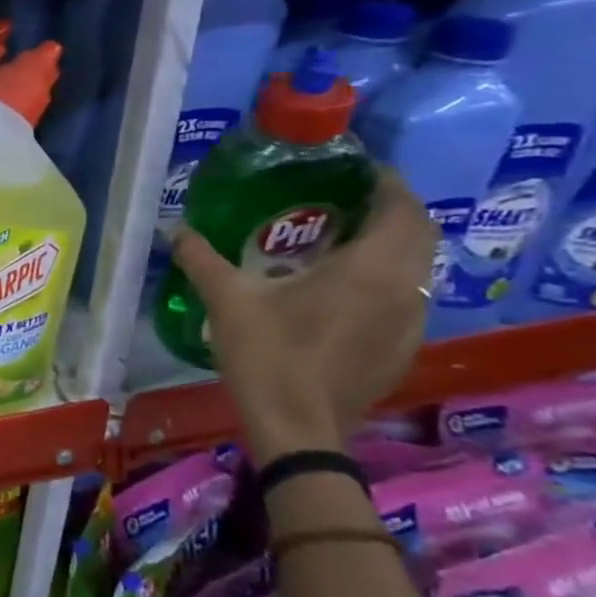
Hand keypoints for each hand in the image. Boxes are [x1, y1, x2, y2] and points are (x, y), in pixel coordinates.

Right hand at [170, 167, 435, 463]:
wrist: (299, 428)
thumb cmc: (269, 355)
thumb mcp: (227, 301)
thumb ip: (203, 259)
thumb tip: (176, 229)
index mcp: (370, 270)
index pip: (402, 210)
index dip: (387, 183)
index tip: (357, 168)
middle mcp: (404, 290)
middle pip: (419, 235)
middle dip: (391, 210)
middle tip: (347, 198)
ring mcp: (410, 323)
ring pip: (417, 268)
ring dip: (392, 245)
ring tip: (345, 239)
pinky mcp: (403, 348)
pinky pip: (406, 297)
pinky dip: (387, 278)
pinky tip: (345, 290)